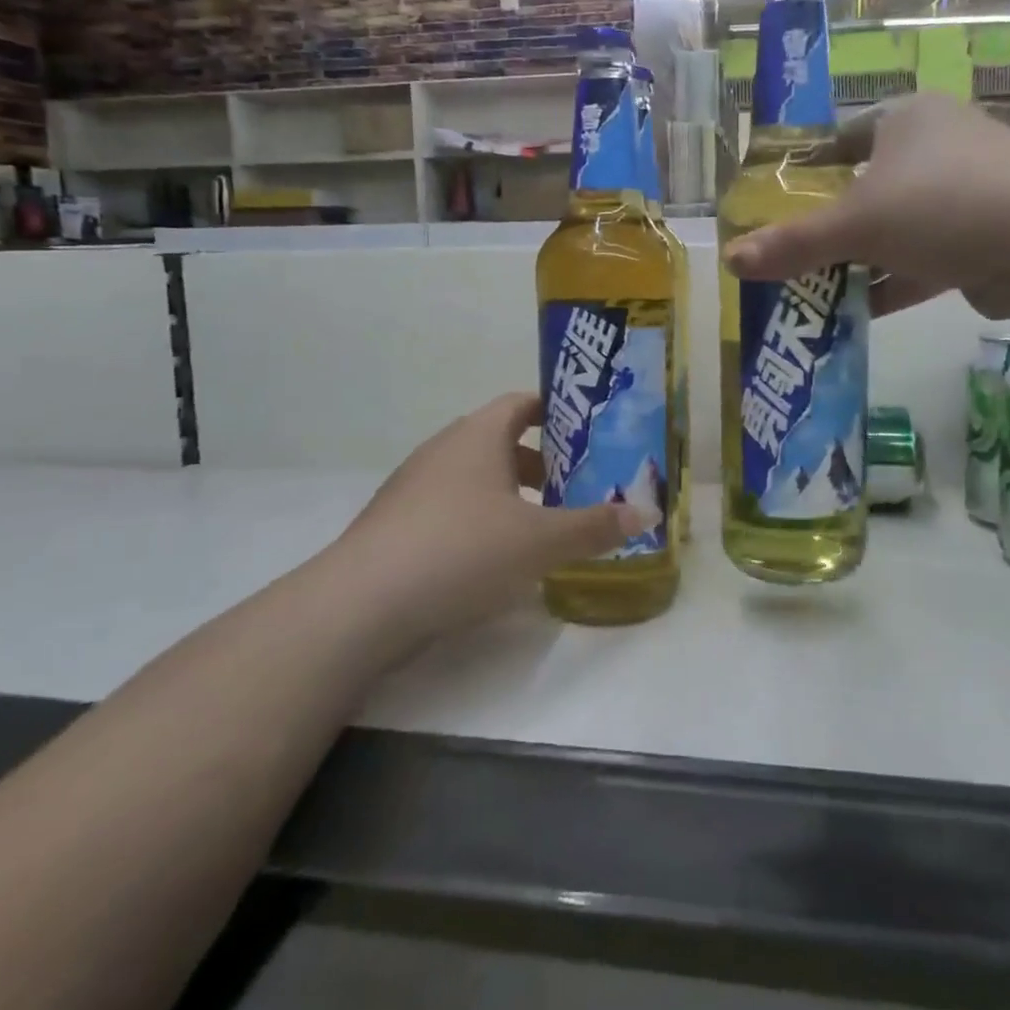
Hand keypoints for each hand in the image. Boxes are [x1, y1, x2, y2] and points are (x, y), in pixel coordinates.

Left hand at [330, 392, 656, 648]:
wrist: (362, 605)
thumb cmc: (462, 551)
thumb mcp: (541, 541)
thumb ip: (595, 526)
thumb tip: (647, 514)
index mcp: (478, 436)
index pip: (520, 403)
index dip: (555, 414)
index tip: (586, 435)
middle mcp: (443, 449)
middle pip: (499, 440)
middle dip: (539, 462)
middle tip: (574, 487)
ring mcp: (412, 486)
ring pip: (473, 477)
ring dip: (508, 494)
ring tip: (539, 527)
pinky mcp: (394, 524)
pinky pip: (448, 507)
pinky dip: (477, 520)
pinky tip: (491, 560)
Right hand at [724, 93, 1009, 317]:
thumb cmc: (944, 205)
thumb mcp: (856, 223)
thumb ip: (793, 244)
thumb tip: (730, 259)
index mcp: (905, 120)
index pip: (840, 139)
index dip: (804, 172)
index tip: (774, 207)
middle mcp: (936, 148)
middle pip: (864, 190)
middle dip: (827, 229)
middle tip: (785, 259)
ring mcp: (964, 195)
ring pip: (894, 230)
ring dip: (857, 263)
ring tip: (809, 294)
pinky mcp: (983, 239)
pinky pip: (922, 261)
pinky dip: (891, 284)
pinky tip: (854, 313)